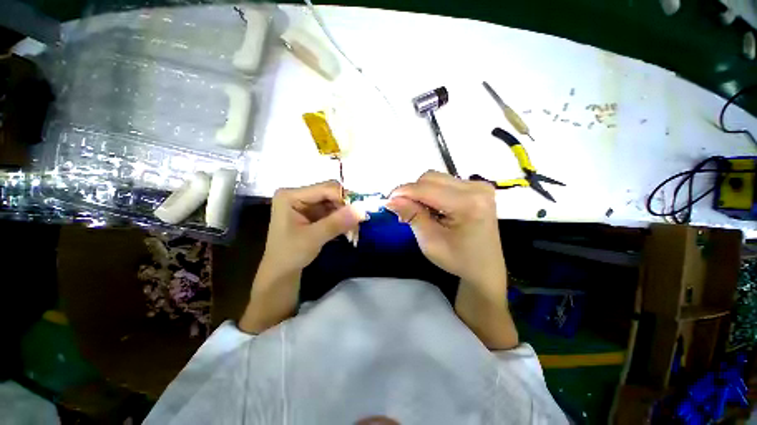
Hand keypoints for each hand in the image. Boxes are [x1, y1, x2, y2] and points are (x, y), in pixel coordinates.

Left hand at [240, 180, 361, 333]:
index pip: (325, 189)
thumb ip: (337, 222)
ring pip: (335, 203)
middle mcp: (299, 195)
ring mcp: (306, 204)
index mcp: (291, 195)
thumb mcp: (313, 238)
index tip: (361, 212)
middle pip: (331, 194)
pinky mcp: (312, 213)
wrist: (281, 272)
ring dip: (346, 216)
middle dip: (346, 209)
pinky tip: (348, 232)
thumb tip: (362, 209)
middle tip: (358, 224)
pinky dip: (342, 220)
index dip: (345, 198)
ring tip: (353, 232)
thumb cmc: (290, 255)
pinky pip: (333, 211)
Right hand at [387, 171, 515, 348]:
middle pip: (431, 178)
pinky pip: (445, 182)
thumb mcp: (430, 241)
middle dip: (412, 192)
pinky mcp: (477, 188)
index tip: (387, 201)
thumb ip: (411, 215)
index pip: (426, 189)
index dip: (403, 192)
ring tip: (419, 211)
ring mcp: (479, 186)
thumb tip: (392, 199)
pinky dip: (432, 193)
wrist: (485, 268)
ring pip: (436, 178)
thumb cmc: (458, 259)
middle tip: (403, 210)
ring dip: (421, 192)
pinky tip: (432, 208)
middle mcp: (477, 188)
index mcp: (468, 204)